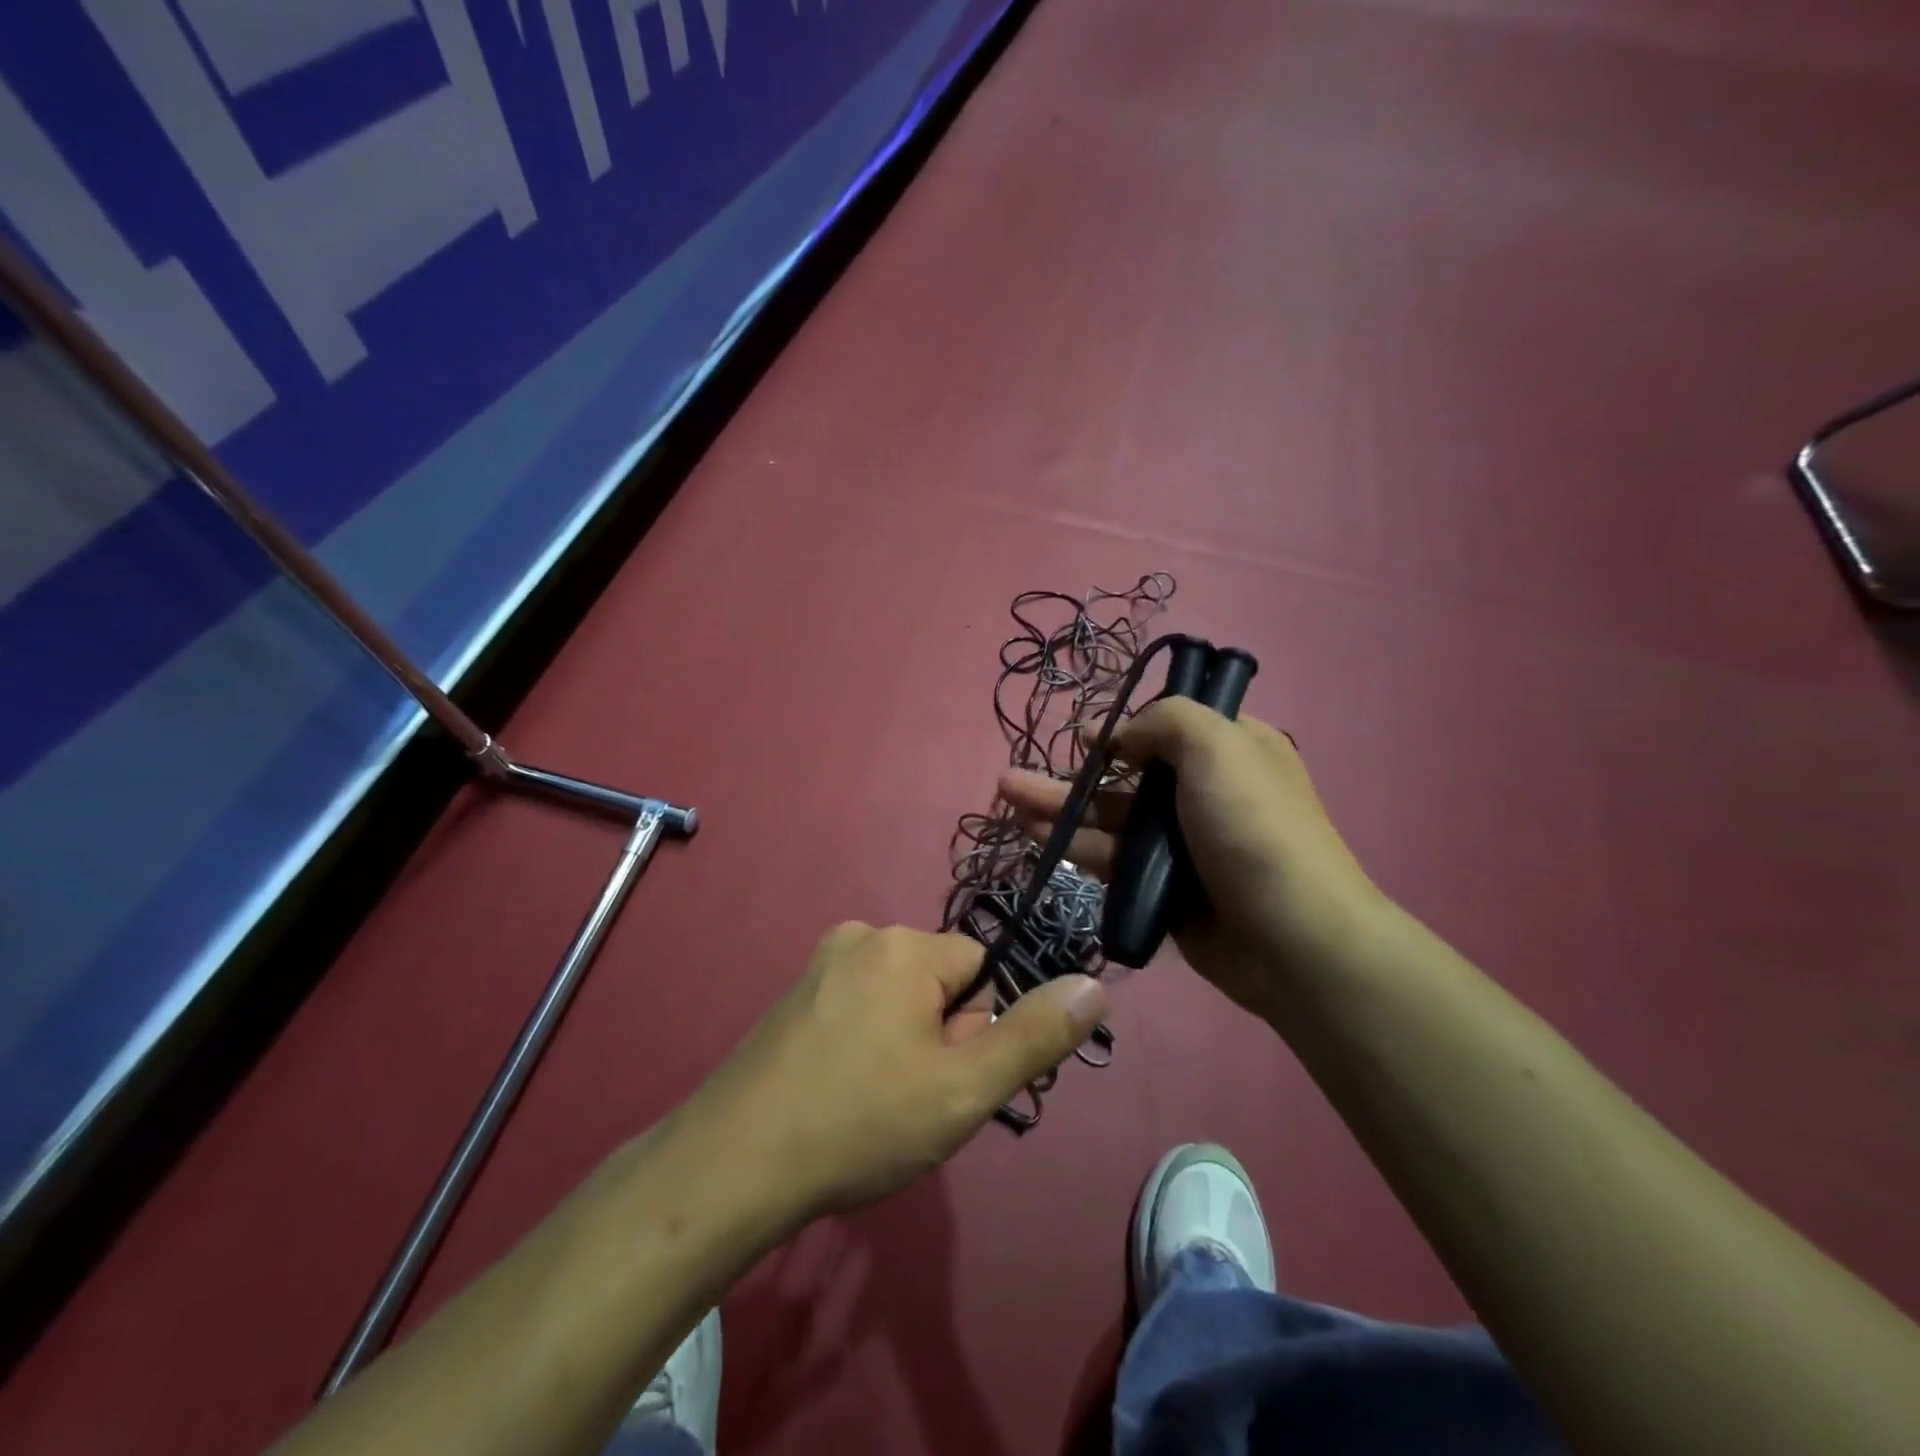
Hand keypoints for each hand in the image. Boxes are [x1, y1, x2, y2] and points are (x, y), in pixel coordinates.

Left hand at [684, 924, 1106, 1227]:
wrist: (734, 1165)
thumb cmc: (861, 1122)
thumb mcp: (964, 1089)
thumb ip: (1035, 1036)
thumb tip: (1094, 986)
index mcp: (904, 945)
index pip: (981, 969)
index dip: (974, 1029)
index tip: (942, 1078)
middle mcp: (862, 936)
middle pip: (940, 981)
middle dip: (940, 1036)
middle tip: (907, 1098)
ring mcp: (820, 964)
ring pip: (900, 998)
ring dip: (905, 1045)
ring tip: (872, 1102)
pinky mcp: (794, 995)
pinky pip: (859, 1007)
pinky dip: (866, 1045)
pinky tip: (840, 1093)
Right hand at [998, 698, 1381, 1017]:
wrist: (1291, 940)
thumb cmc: (1253, 828)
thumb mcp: (1218, 746)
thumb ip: (1165, 721)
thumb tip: (1124, 736)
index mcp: (1232, 750)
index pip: (1172, 725)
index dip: (1127, 725)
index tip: (1088, 735)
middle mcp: (1205, 792)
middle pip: (1128, 772)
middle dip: (1074, 771)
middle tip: (1017, 773)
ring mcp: (1181, 843)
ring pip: (1110, 817)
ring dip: (1060, 807)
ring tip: (1008, 797)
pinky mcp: (1162, 887)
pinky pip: (1111, 858)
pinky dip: (1074, 845)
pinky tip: (1034, 836)